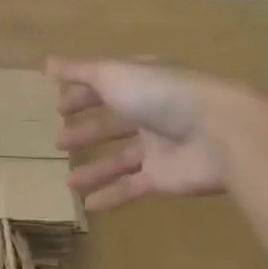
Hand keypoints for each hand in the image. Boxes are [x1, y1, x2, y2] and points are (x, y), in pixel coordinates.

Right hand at [49, 59, 247, 211]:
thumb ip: (80, 71)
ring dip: (94, 169)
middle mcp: (151, 112)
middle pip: (112, 123)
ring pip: (119, 159)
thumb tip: (46, 63)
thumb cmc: (163, 95)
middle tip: (58, 143)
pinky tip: (87, 205)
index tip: (58, 108)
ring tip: (68, 182)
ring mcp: (159, 147)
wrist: (220, 133)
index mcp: (142, 83)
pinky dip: (111, 195)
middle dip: (86, 132)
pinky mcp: (164, 177)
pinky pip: (132, 187)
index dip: (82, 95)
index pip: (107, 86)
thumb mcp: (114, 75)